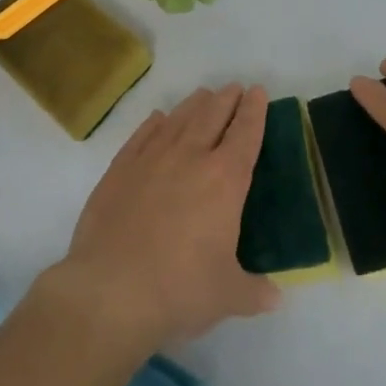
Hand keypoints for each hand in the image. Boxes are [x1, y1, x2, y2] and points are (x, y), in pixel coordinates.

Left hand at [49, 84, 280, 348]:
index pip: (245, 134)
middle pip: (212, 116)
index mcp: (225, 180)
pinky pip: (142, 136)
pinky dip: (153, 124)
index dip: (255, 111)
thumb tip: (275, 298)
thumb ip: (254, 292)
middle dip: (226, 99)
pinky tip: (158, 119)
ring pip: (178, 120)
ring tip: (203, 95)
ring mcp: (151, 160)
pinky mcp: (119, 170)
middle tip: (234, 87)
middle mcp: (190, 158)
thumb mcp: (227, 295)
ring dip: (194, 105)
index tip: (258, 92)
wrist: (110, 292)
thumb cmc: (179, 290)